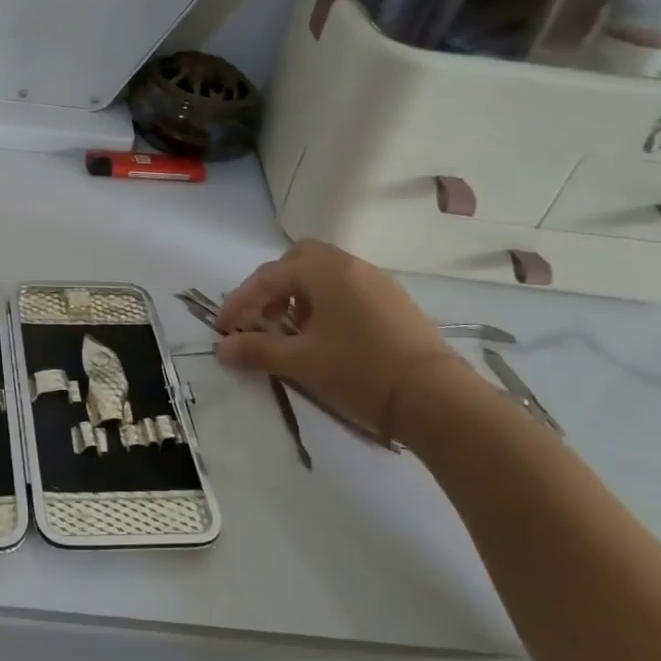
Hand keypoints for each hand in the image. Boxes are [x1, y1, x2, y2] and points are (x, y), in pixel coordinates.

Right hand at [214, 240, 461, 443]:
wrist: (438, 400)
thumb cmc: (360, 373)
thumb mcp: (301, 364)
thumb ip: (256, 351)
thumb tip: (222, 348)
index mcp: (324, 272)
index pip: (268, 277)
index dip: (239, 301)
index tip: (223, 328)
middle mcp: (350, 266)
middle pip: (299, 259)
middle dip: (273, 285)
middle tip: (262, 318)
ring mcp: (377, 282)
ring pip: (326, 273)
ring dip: (300, 294)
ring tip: (292, 331)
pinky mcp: (395, 302)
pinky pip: (348, 288)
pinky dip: (326, 302)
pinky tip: (327, 337)